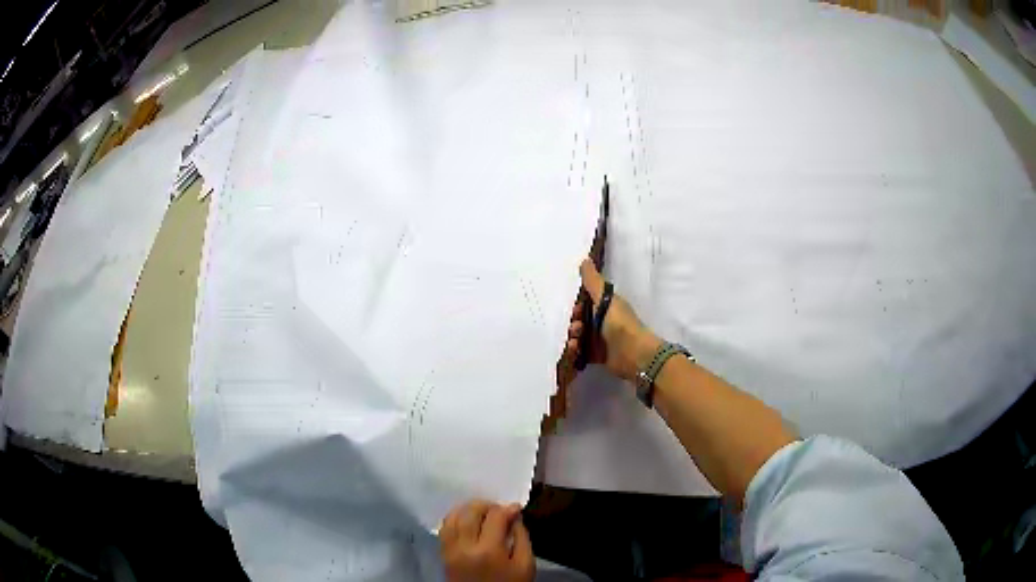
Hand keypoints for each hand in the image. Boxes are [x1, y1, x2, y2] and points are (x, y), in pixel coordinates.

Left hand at [440, 500, 534, 581]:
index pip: (495, 516)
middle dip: (486, 505)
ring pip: (453, 516)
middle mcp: (465, 546)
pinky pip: (444, 528)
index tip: (516, 510)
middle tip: (499, 510)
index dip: (508, 509)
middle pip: (471, 511)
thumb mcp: (525, 565)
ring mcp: (450, 549)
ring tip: (482, 513)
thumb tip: (514, 517)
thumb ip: (522, 538)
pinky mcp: (443, 554)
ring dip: (468, 509)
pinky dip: (454, 519)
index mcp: (489, 550)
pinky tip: (466, 521)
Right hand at [578, 259, 660, 382]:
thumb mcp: (605, 299)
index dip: (577, 305)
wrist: (634, 353)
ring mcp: (601, 340)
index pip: (587, 303)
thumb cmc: (619, 323)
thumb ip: (593, 281)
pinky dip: (575, 351)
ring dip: (573, 337)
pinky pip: (581, 353)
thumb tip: (585, 259)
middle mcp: (604, 322)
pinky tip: (574, 350)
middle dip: (573, 323)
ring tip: (575, 341)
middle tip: (575, 327)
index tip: (574, 309)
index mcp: (607, 306)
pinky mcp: (598, 356)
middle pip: (581, 320)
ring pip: (580, 336)